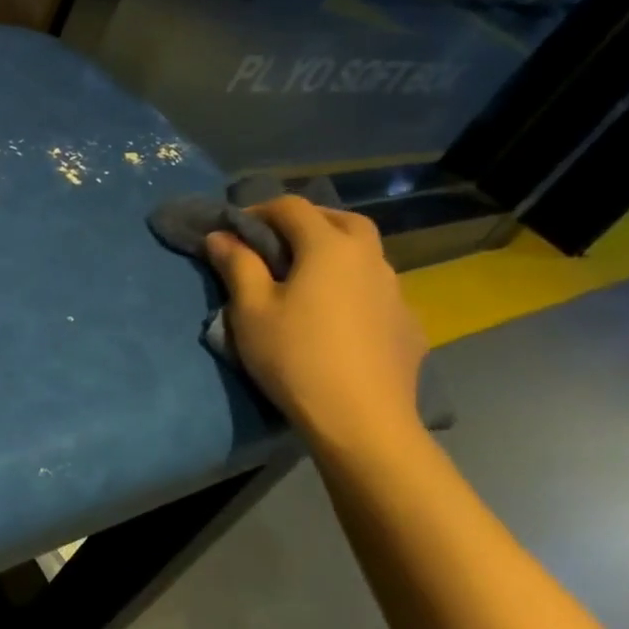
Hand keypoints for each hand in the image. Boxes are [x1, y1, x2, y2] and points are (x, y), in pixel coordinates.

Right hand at [205, 197, 424, 450]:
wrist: (362, 421)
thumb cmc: (296, 357)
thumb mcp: (251, 310)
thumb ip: (237, 265)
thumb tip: (221, 236)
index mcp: (328, 247)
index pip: (292, 207)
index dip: (259, 211)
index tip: (234, 230)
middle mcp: (368, 258)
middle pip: (339, 220)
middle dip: (304, 223)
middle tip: (275, 244)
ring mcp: (395, 291)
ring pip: (363, 254)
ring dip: (333, 253)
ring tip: (304, 280)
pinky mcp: (407, 324)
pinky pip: (375, 289)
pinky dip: (352, 287)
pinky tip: (336, 316)